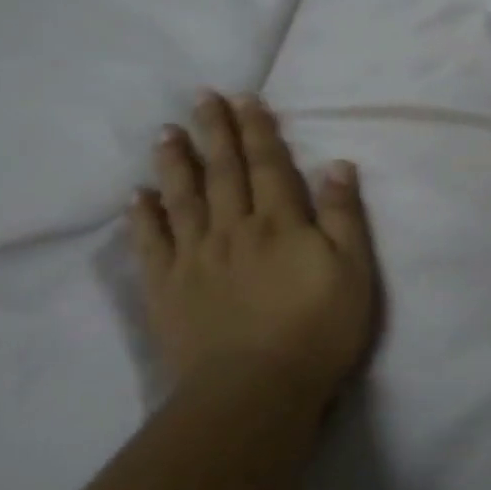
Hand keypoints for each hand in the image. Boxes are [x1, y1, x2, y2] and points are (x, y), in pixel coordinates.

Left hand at [128, 92, 378, 400]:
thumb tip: (336, 164)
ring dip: (175, 163)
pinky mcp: (167, 289)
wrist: (256, 392)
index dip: (256, 129)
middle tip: (201, 97)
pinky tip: (137, 196)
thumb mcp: (353, 270)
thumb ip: (344, 215)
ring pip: (182, 198)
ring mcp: (195, 258)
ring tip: (166, 132)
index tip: (244, 98)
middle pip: (223, 172)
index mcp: (279, 223)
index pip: (267, 164)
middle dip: (215, 132)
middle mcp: (233, 229)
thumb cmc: (317, 330)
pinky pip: (151, 245)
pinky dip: (143, 218)